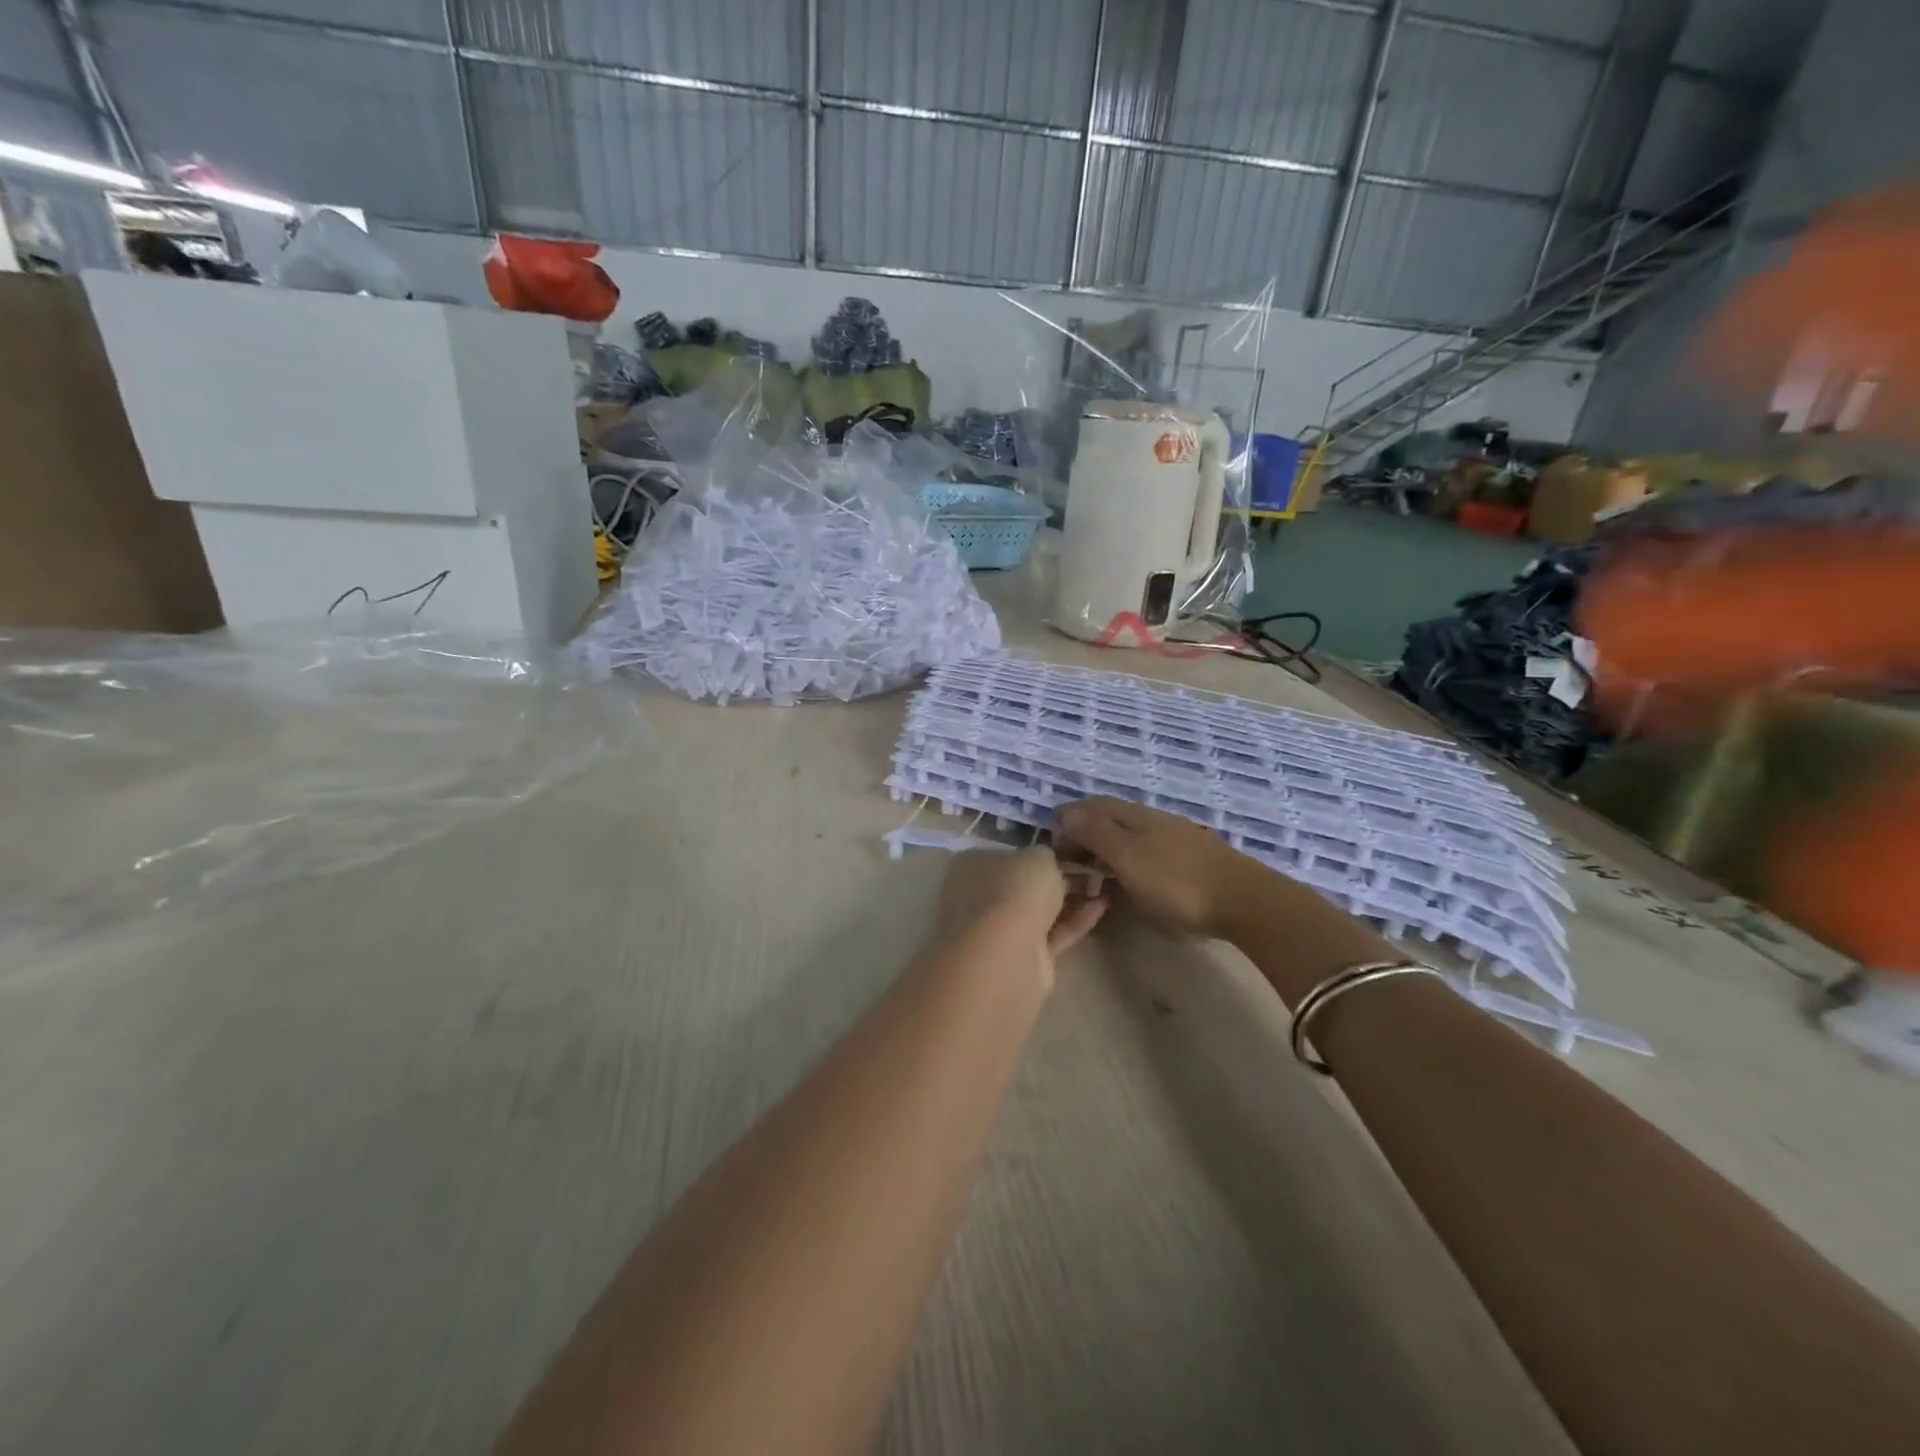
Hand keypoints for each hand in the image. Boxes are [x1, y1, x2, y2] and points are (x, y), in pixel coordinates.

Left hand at [937, 848, 1107, 959]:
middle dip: (1054, 877)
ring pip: (1039, 910)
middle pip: (1022, 884)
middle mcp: (979, 898)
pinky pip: (1053, 933)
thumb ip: (1045, 855)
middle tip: (1090, 866)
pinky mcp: (1024, 957)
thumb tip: (1046, 860)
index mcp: (972, 867)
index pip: (1003, 854)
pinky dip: (1075, 920)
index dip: (1034, 852)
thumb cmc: (1015, 890)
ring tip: (1104, 883)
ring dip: (1069, 898)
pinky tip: (1103, 904)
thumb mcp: (1038, 856)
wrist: (1010, 953)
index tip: (1066, 848)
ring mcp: (1000, 931)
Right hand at [1053, 798, 1260, 937]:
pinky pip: (1147, 852)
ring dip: (1106, 848)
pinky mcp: (1191, 860)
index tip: (1050, 838)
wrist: (1243, 901)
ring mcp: (1175, 839)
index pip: (1093, 805)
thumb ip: (1095, 834)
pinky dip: (1127, 861)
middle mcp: (1154, 820)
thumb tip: (1066, 812)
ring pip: (1130, 836)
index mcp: (1135, 816)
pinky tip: (1130, 878)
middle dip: (1085, 832)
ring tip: (1093, 871)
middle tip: (1067, 859)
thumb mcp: (1127, 858)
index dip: (1069, 817)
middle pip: (1112, 819)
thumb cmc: (1176, 882)